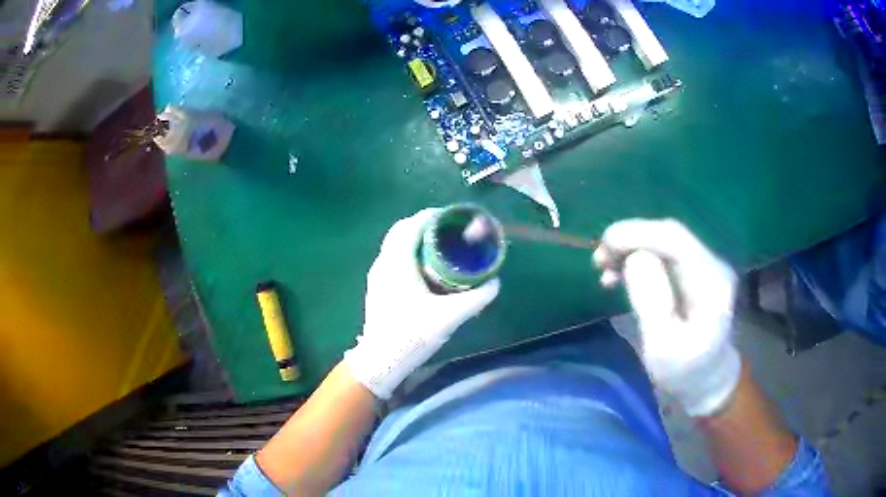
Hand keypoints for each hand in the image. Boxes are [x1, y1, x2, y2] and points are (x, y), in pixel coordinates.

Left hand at [344, 209, 500, 399]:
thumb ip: (475, 299)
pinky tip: (425, 270)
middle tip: (449, 233)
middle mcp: (383, 262)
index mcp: (397, 262)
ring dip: (415, 239)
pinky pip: (393, 258)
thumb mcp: (449, 317)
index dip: (432, 216)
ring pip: (395, 245)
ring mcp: (377, 275)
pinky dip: (409, 253)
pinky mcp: (377, 286)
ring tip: (440, 249)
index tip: (452, 219)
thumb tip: (495, 283)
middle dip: (424, 225)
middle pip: (401, 231)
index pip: (412, 225)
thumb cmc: (411, 335)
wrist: (379, 361)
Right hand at [594, 219, 740, 416]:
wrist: (706, 380)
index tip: (605, 245)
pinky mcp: (692, 273)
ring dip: (631, 248)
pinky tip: (619, 274)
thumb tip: (634, 258)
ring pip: (663, 241)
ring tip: (603, 268)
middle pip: (669, 235)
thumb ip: (652, 303)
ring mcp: (704, 267)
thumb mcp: (662, 348)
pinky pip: (663, 254)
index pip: (676, 240)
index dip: (639, 234)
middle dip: (631, 239)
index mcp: (711, 283)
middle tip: (598, 260)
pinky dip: (637, 258)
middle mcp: (711, 265)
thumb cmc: (684, 372)